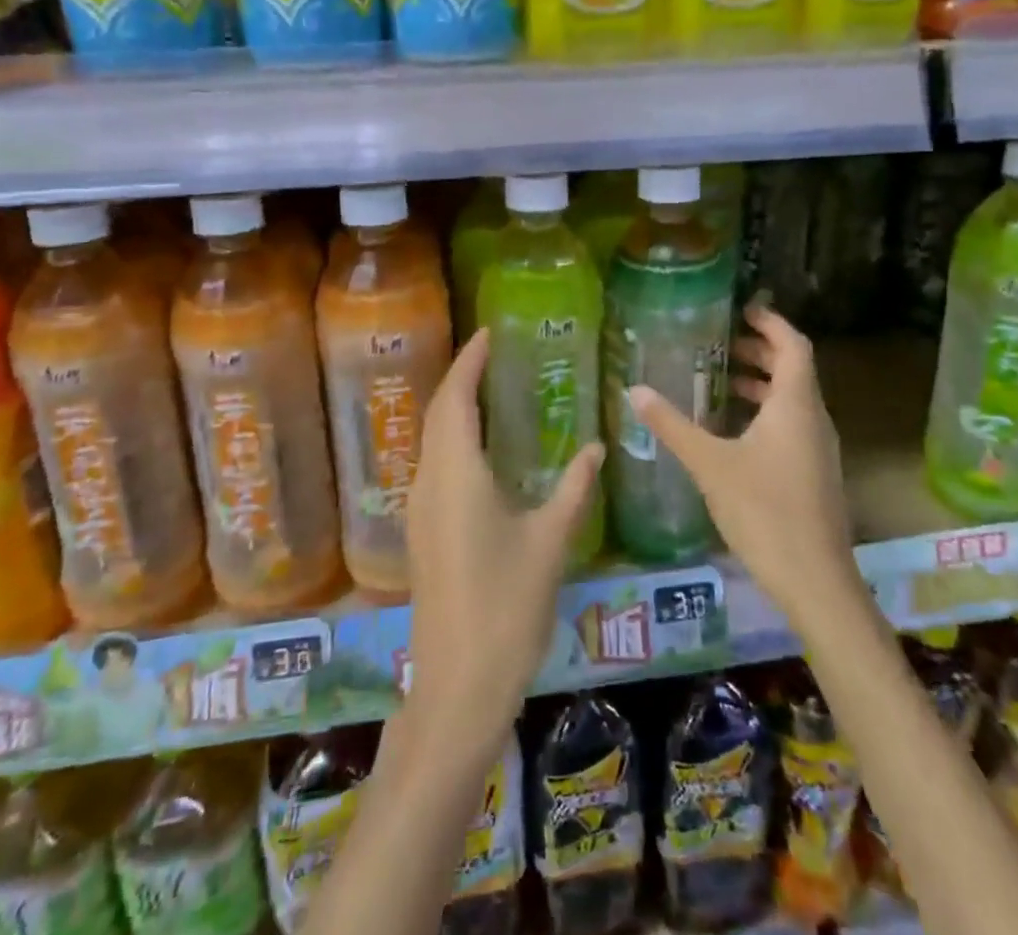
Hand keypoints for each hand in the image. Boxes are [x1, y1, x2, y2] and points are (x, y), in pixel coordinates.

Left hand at [404, 328, 603, 761]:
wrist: (458, 684)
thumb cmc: (506, 606)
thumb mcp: (549, 541)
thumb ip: (574, 489)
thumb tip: (597, 448)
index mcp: (456, 473)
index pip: (455, 398)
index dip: (469, 361)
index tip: (488, 332)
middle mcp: (429, 481)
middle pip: (438, 412)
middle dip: (460, 377)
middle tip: (492, 353)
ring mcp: (420, 508)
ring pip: (432, 439)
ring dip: (454, 407)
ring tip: (489, 389)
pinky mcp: (423, 532)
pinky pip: (435, 464)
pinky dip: (453, 438)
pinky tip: (481, 449)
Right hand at [629, 303, 855, 626]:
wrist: (815, 581)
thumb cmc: (764, 511)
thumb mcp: (710, 464)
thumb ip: (672, 425)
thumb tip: (635, 390)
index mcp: (795, 405)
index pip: (793, 345)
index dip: (771, 322)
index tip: (742, 308)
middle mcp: (813, 419)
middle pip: (793, 370)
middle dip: (760, 352)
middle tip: (721, 344)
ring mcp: (818, 448)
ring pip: (792, 400)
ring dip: (761, 385)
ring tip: (720, 382)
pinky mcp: (814, 473)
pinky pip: (791, 425)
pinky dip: (765, 413)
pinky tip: (732, 431)